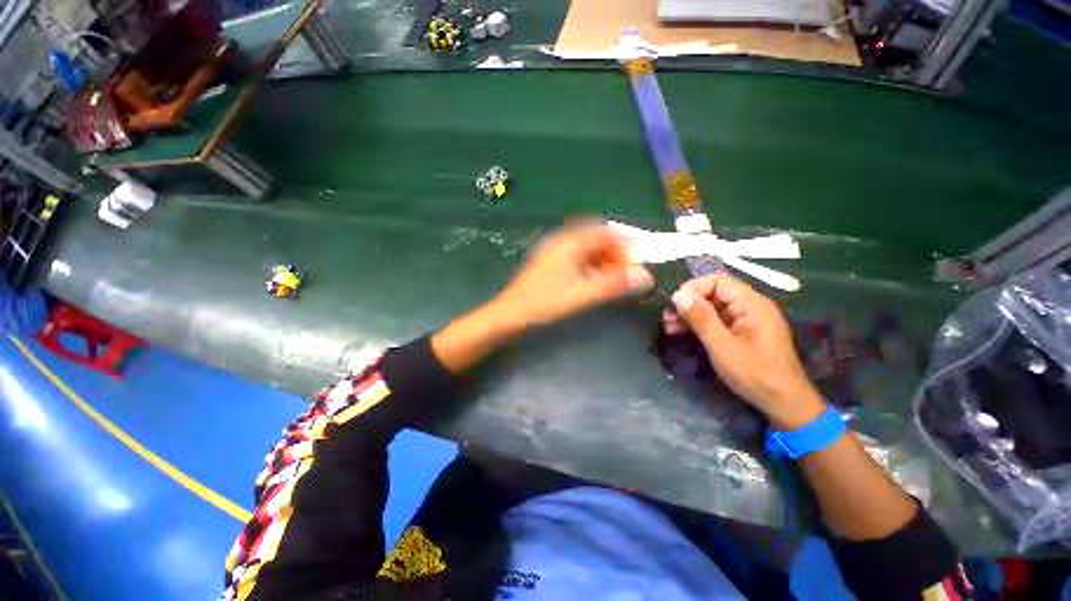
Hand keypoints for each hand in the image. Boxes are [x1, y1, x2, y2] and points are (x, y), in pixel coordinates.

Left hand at [491, 223, 653, 331]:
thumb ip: (613, 285)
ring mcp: (555, 253)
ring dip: (606, 262)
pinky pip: (578, 260)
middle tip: (629, 273)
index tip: (639, 262)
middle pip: (597, 239)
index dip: (626, 244)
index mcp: (569, 242)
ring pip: (588, 250)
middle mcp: (562, 242)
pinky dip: (593, 268)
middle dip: (617, 254)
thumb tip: (645, 276)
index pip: (606, 232)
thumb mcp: (580, 295)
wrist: (508, 316)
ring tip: (617, 280)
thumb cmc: (542, 304)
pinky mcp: (551, 266)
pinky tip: (597, 283)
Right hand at [666, 273, 824, 429]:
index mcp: (752, 304)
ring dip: (690, 314)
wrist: (783, 403)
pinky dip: (699, 324)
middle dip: (688, 303)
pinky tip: (683, 332)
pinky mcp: (743, 331)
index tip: (673, 304)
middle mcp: (751, 306)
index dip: (693, 288)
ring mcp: (747, 319)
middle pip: (714, 293)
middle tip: (667, 318)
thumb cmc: (754, 373)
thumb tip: (678, 294)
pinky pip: (717, 319)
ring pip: (712, 306)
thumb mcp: (722, 346)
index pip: (717, 281)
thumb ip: (701, 318)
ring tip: (669, 327)